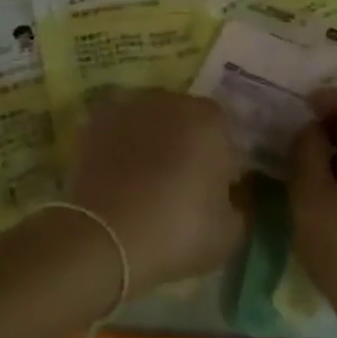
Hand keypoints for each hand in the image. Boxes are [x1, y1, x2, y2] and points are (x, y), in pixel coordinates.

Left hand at [66, 90, 248, 293]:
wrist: (107, 236)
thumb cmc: (178, 231)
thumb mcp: (229, 233)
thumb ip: (240, 204)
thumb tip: (233, 194)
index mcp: (210, 119)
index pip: (225, 134)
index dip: (222, 162)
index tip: (216, 191)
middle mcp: (171, 101)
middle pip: (186, 120)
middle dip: (186, 145)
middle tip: (180, 186)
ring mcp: (130, 106)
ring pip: (150, 122)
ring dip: (152, 142)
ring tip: (143, 183)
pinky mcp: (96, 121)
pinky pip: (119, 131)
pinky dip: (120, 147)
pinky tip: (117, 178)